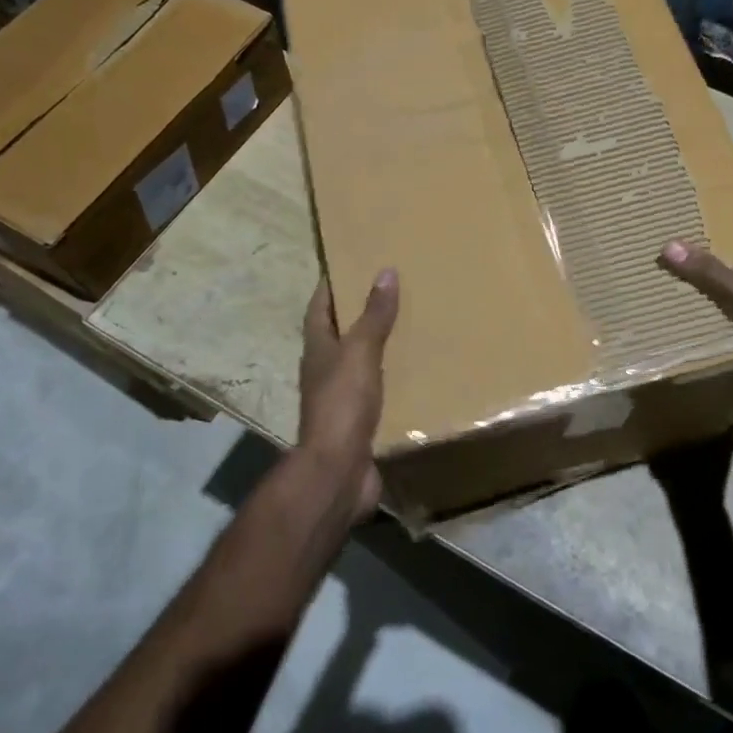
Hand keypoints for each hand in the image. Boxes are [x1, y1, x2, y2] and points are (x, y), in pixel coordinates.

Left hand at [297, 269, 399, 518]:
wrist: (338, 470)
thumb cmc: (343, 404)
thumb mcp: (360, 352)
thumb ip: (374, 316)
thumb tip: (385, 271)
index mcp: (318, 348)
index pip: (320, 306)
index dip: (332, 283)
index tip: (351, 261)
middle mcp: (324, 370)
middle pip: (339, 333)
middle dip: (359, 313)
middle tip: (392, 291)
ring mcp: (339, 398)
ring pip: (358, 362)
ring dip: (377, 346)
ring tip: (409, 327)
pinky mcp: (358, 421)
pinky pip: (376, 391)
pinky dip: (391, 379)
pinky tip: (414, 374)